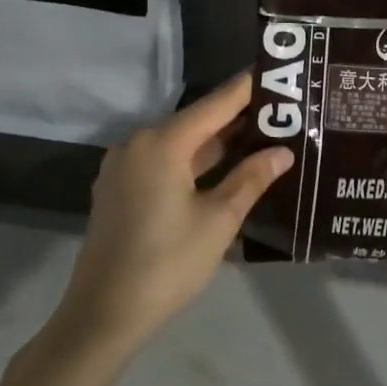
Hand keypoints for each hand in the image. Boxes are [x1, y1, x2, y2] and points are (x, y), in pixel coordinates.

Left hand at [52, 72, 291, 356]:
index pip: (216, 104)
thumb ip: (251, 179)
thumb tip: (283, 152)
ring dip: (217, 141)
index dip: (248, 87)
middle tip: (281, 109)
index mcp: (162, 143)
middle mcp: (139, 143)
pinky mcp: (120, 188)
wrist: (103, 314)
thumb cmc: (167, 264)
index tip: (278, 71)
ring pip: (180, 142)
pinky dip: (194, 160)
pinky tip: (225, 166)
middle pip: (197, 120)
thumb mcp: (218, 221)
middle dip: (237, 116)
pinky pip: (164, 161)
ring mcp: (124, 166)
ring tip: (262, 134)